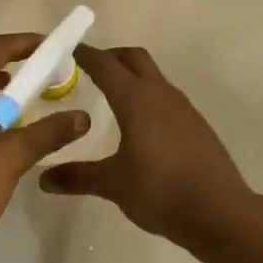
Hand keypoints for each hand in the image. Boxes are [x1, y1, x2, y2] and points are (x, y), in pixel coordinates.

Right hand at [39, 45, 250, 245]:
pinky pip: (168, 101)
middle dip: (112, 58)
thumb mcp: (112, 184)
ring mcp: (185, 109)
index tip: (69, 51)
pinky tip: (143, 127)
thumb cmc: (159, 191)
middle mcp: (162, 95)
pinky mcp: (198, 127)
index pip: (106, 65)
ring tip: (114, 99)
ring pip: (155, 79)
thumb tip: (44, 179)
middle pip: (135, 60)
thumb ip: (78, 176)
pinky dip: (150, 100)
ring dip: (134, 79)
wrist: (219, 212)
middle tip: (90, 69)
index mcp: (136, 100)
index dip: (86, 55)